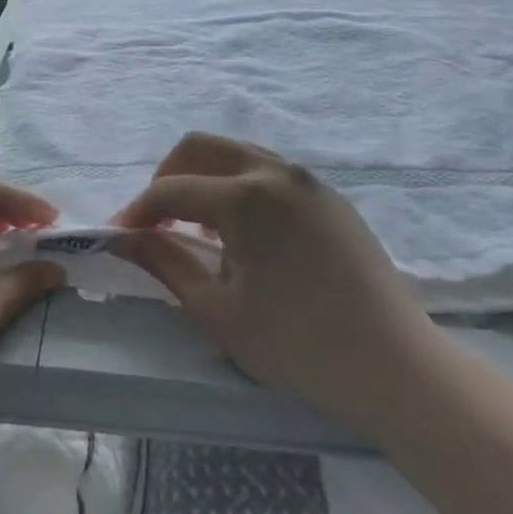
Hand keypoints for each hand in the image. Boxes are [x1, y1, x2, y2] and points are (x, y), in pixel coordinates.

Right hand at [110, 132, 441, 433]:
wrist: (395, 366)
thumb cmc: (296, 343)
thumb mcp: (216, 310)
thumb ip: (164, 263)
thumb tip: (125, 238)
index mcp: (245, 197)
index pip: (170, 190)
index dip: (136, 212)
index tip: (117, 237)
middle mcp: (276, 172)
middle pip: (199, 147)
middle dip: (166, 178)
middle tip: (155, 222)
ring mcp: (309, 181)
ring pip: (236, 153)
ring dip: (203, 179)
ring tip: (197, 229)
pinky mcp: (330, 198)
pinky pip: (269, 172)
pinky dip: (238, 187)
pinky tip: (242, 234)